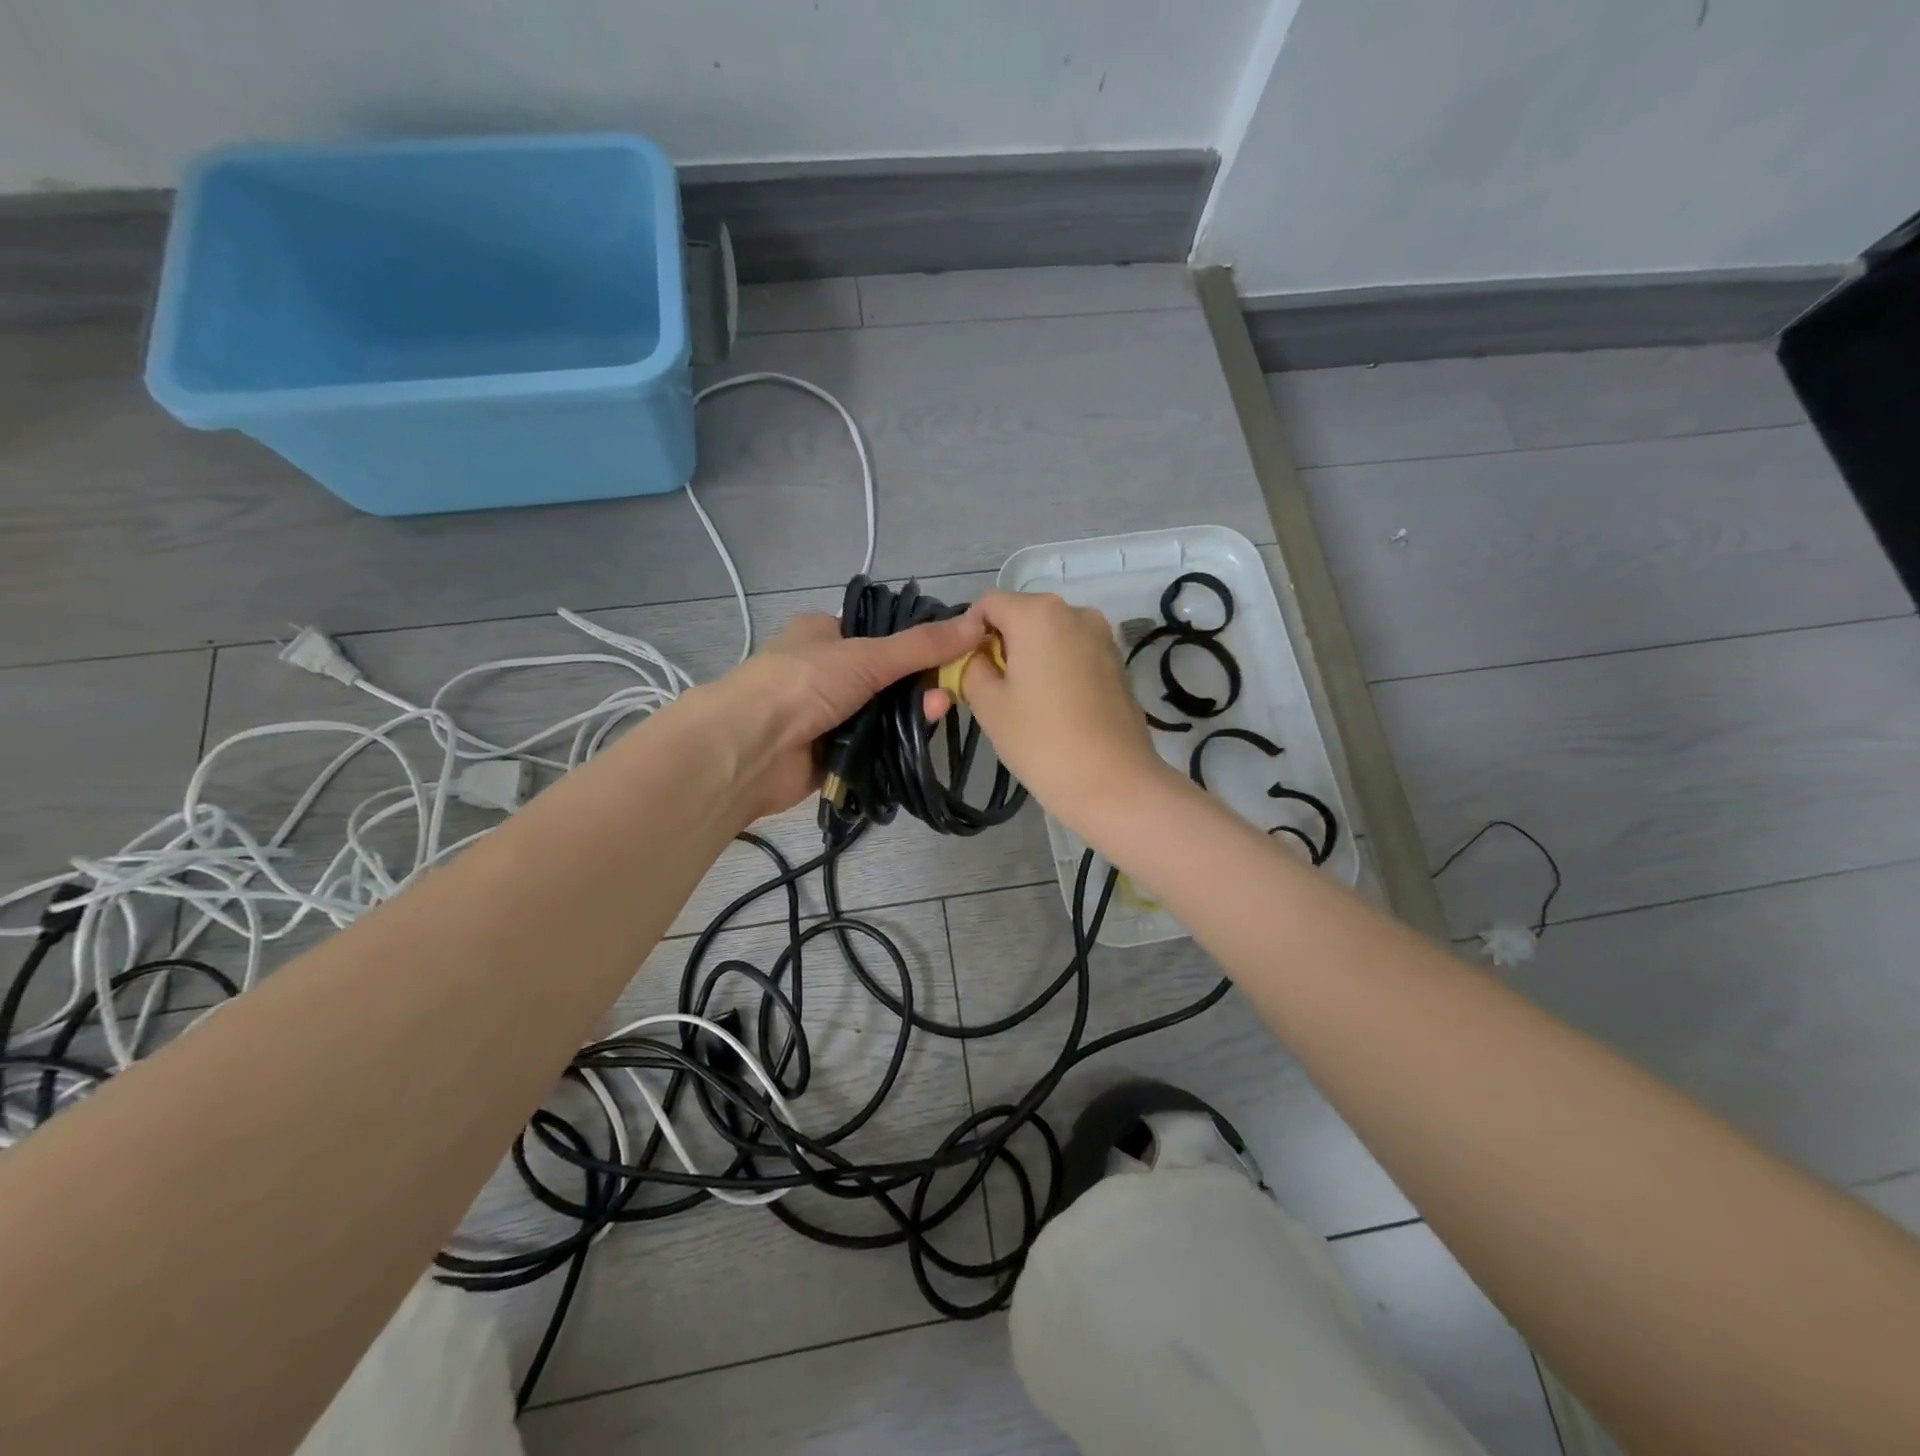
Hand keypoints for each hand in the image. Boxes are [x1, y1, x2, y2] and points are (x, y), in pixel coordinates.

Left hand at [716, 609, 984, 818]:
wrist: (750, 748)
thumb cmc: (803, 683)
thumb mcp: (866, 655)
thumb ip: (921, 646)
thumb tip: (977, 624)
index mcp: (822, 634)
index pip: (879, 634)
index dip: (916, 643)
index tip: (953, 652)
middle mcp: (824, 672)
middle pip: (886, 678)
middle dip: (918, 685)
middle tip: (952, 689)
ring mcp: (826, 715)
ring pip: (882, 714)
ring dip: (910, 716)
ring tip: (939, 712)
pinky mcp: (831, 754)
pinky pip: (873, 748)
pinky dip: (895, 746)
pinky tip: (921, 741)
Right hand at [960, 591, 1169, 829]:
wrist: (1113, 781)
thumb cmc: (1041, 740)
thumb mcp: (988, 703)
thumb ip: (971, 667)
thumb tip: (976, 656)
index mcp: (1038, 613)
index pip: (988, 603)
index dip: (968, 632)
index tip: (965, 669)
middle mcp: (1074, 611)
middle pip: (1022, 615)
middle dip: (1001, 643)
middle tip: (991, 689)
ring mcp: (1102, 636)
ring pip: (1050, 634)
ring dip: (1030, 656)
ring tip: (1024, 701)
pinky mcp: (1117, 661)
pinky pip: (1074, 652)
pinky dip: (1057, 667)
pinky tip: (1054, 706)